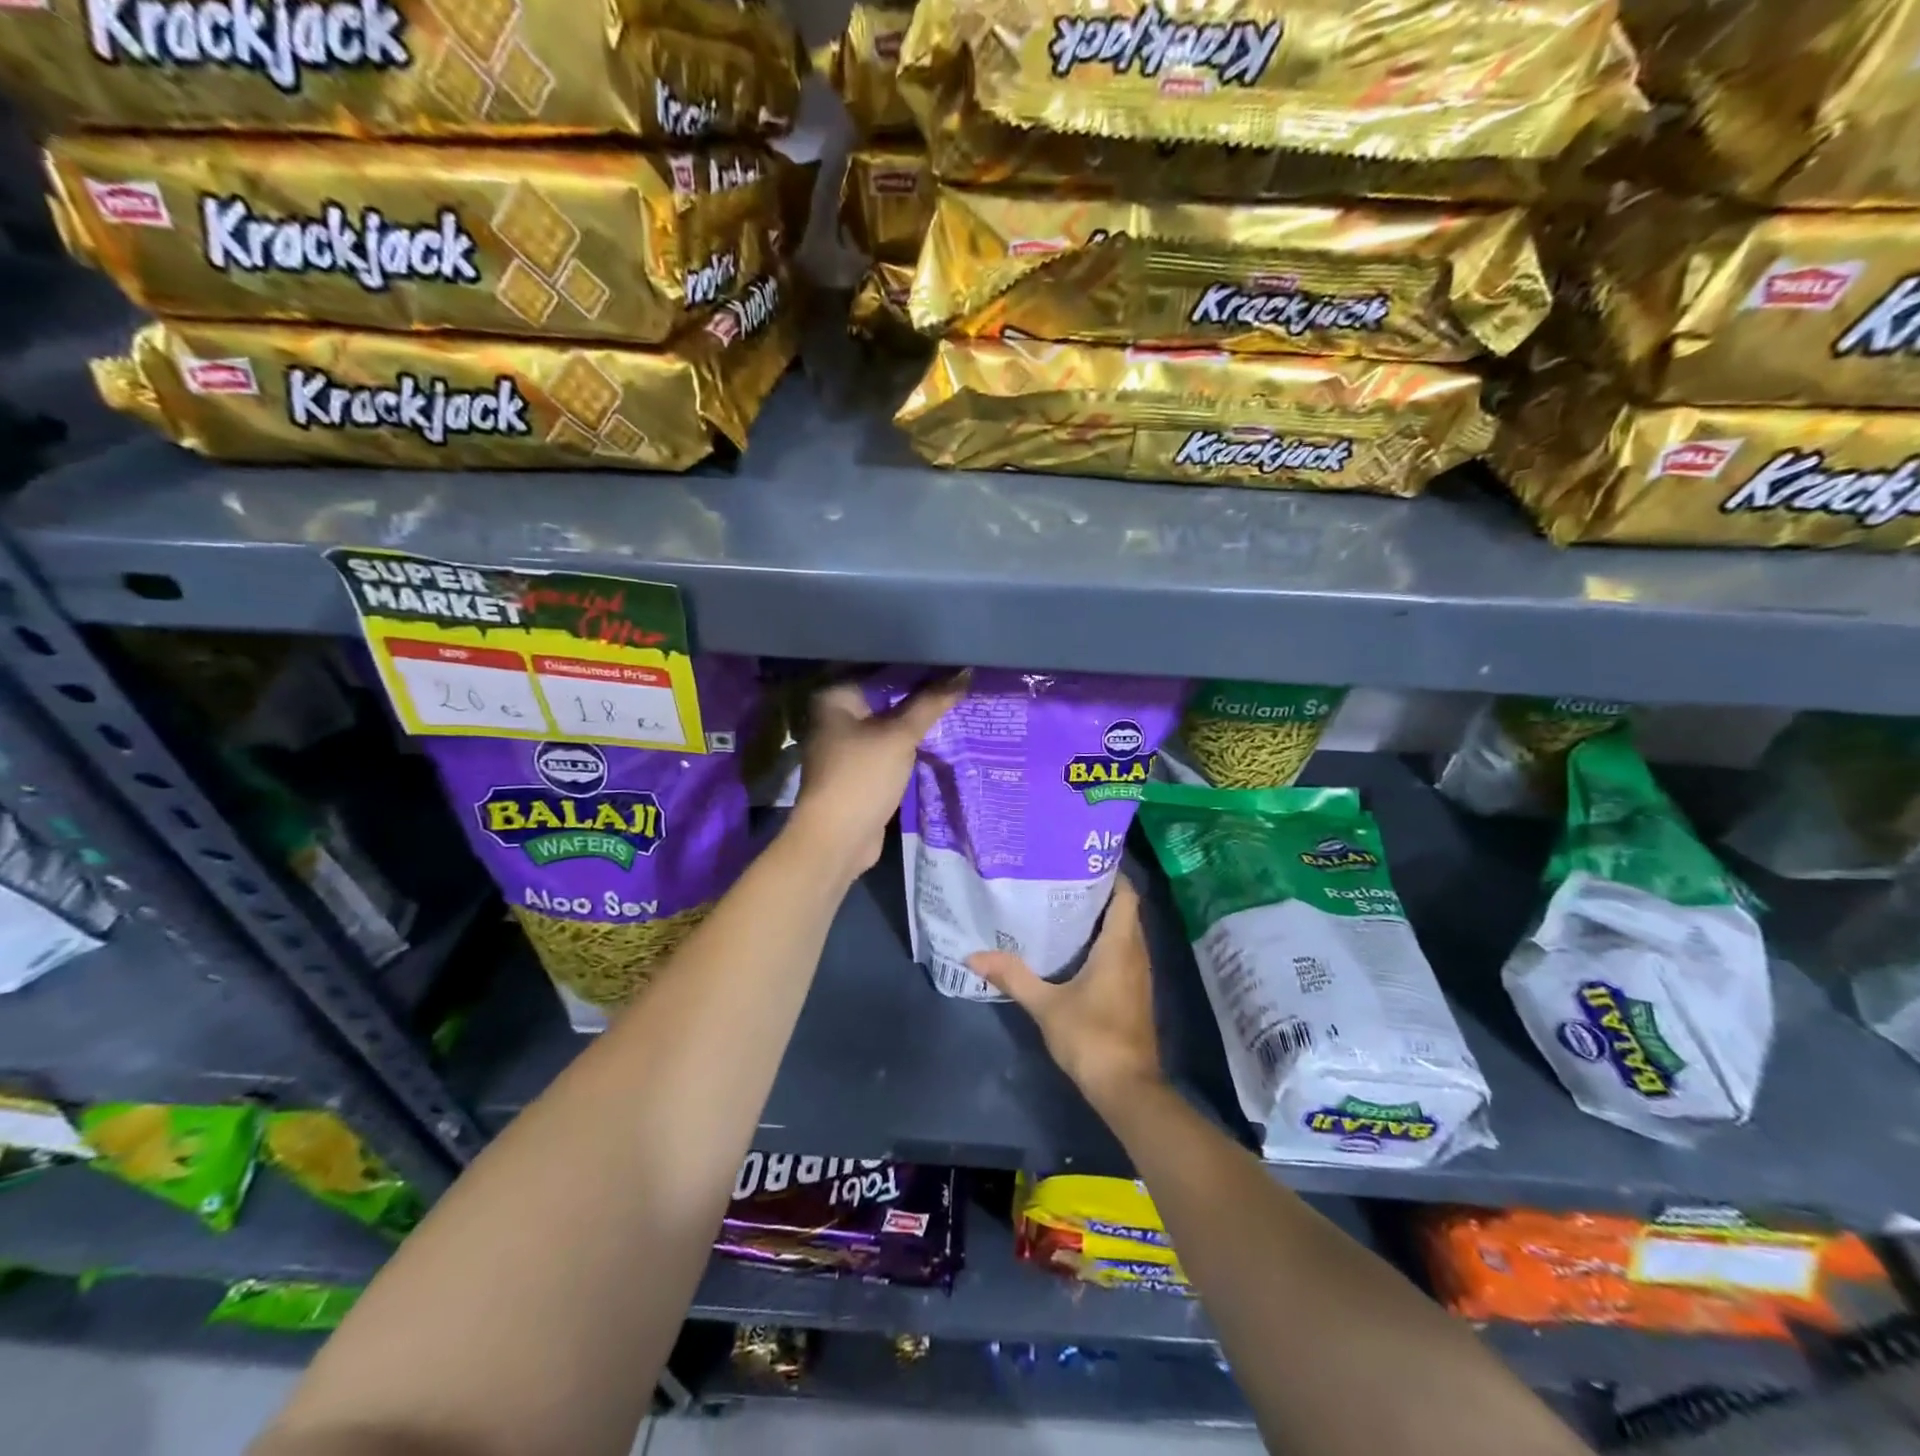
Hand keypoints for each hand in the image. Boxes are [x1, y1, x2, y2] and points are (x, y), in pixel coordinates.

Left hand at [787, 676, 965, 877]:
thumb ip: (931, 703)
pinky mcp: (860, 769)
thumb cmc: (862, 777)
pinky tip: (941, 733)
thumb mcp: (900, 736)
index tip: (950, 659)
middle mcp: (836, 715)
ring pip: (890, 722)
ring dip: (917, 718)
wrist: (837, 839)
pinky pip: (890, 745)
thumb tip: (966, 672)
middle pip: (886, 695)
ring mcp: (847, 744)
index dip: (916, 665)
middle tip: (960, 678)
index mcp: (835, 696)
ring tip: (958, 700)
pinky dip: (911, 741)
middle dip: (920, 692)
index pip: (881, 669)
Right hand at [969, 876, 1164, 1110]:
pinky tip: (1077, 950)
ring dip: (1103, 920)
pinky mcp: (1135, 995)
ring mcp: (1139, 976)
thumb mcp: (1045, 1005)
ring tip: (1065, 908)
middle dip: (1100, 894)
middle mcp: (1136, 954)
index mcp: (1119, 946)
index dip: (1111, 875)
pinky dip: (1106, 943)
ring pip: (1126, 934)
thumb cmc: (1090, 1037)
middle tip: (1063, 881)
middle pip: (1125, 912)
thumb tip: (973, 955)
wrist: (1126, 1088)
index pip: (1126, 896)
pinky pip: (1124, 954)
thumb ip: (1013, 976)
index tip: (1082, 862)